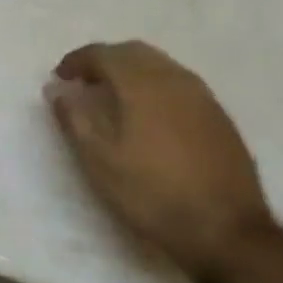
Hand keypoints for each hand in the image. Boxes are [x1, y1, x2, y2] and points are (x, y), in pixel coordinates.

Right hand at [46, 41, 271, 274]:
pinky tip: (149, 116)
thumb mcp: (100, 162)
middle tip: (84, 84)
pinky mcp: (218, 115)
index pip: (103, 54)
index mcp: (142, 83)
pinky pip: (179, 84)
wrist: (226, 230)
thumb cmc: (152, 194)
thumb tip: (56, 90)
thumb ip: (75, 119)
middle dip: (105, 61)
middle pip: (133, 52)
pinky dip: (154, 86)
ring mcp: (202, 95)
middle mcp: (174, 78)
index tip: (60, 78)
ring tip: (113, 98)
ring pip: (159, 65)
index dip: (77, 61)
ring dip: (131, 72)